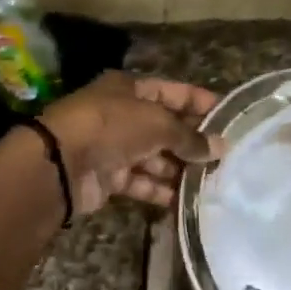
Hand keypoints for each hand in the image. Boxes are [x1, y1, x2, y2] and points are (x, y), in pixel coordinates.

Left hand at [40, 72, 219, 212]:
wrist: (60, 164)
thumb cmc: (112, 127)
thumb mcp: (157, 123)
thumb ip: (190, 137)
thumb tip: (221, 148)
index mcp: (130, 89)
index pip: (173, 92)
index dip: (200, 103)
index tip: (229, 118)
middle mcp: (123, 115)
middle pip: (165, 127)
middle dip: (193, 141)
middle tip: (226, 157)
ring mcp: (114, 147)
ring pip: (155, 157)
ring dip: (180, 169)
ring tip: (212, 181)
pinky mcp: (109, 177)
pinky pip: (142, 182)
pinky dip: (161, 190)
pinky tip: (187, 199)